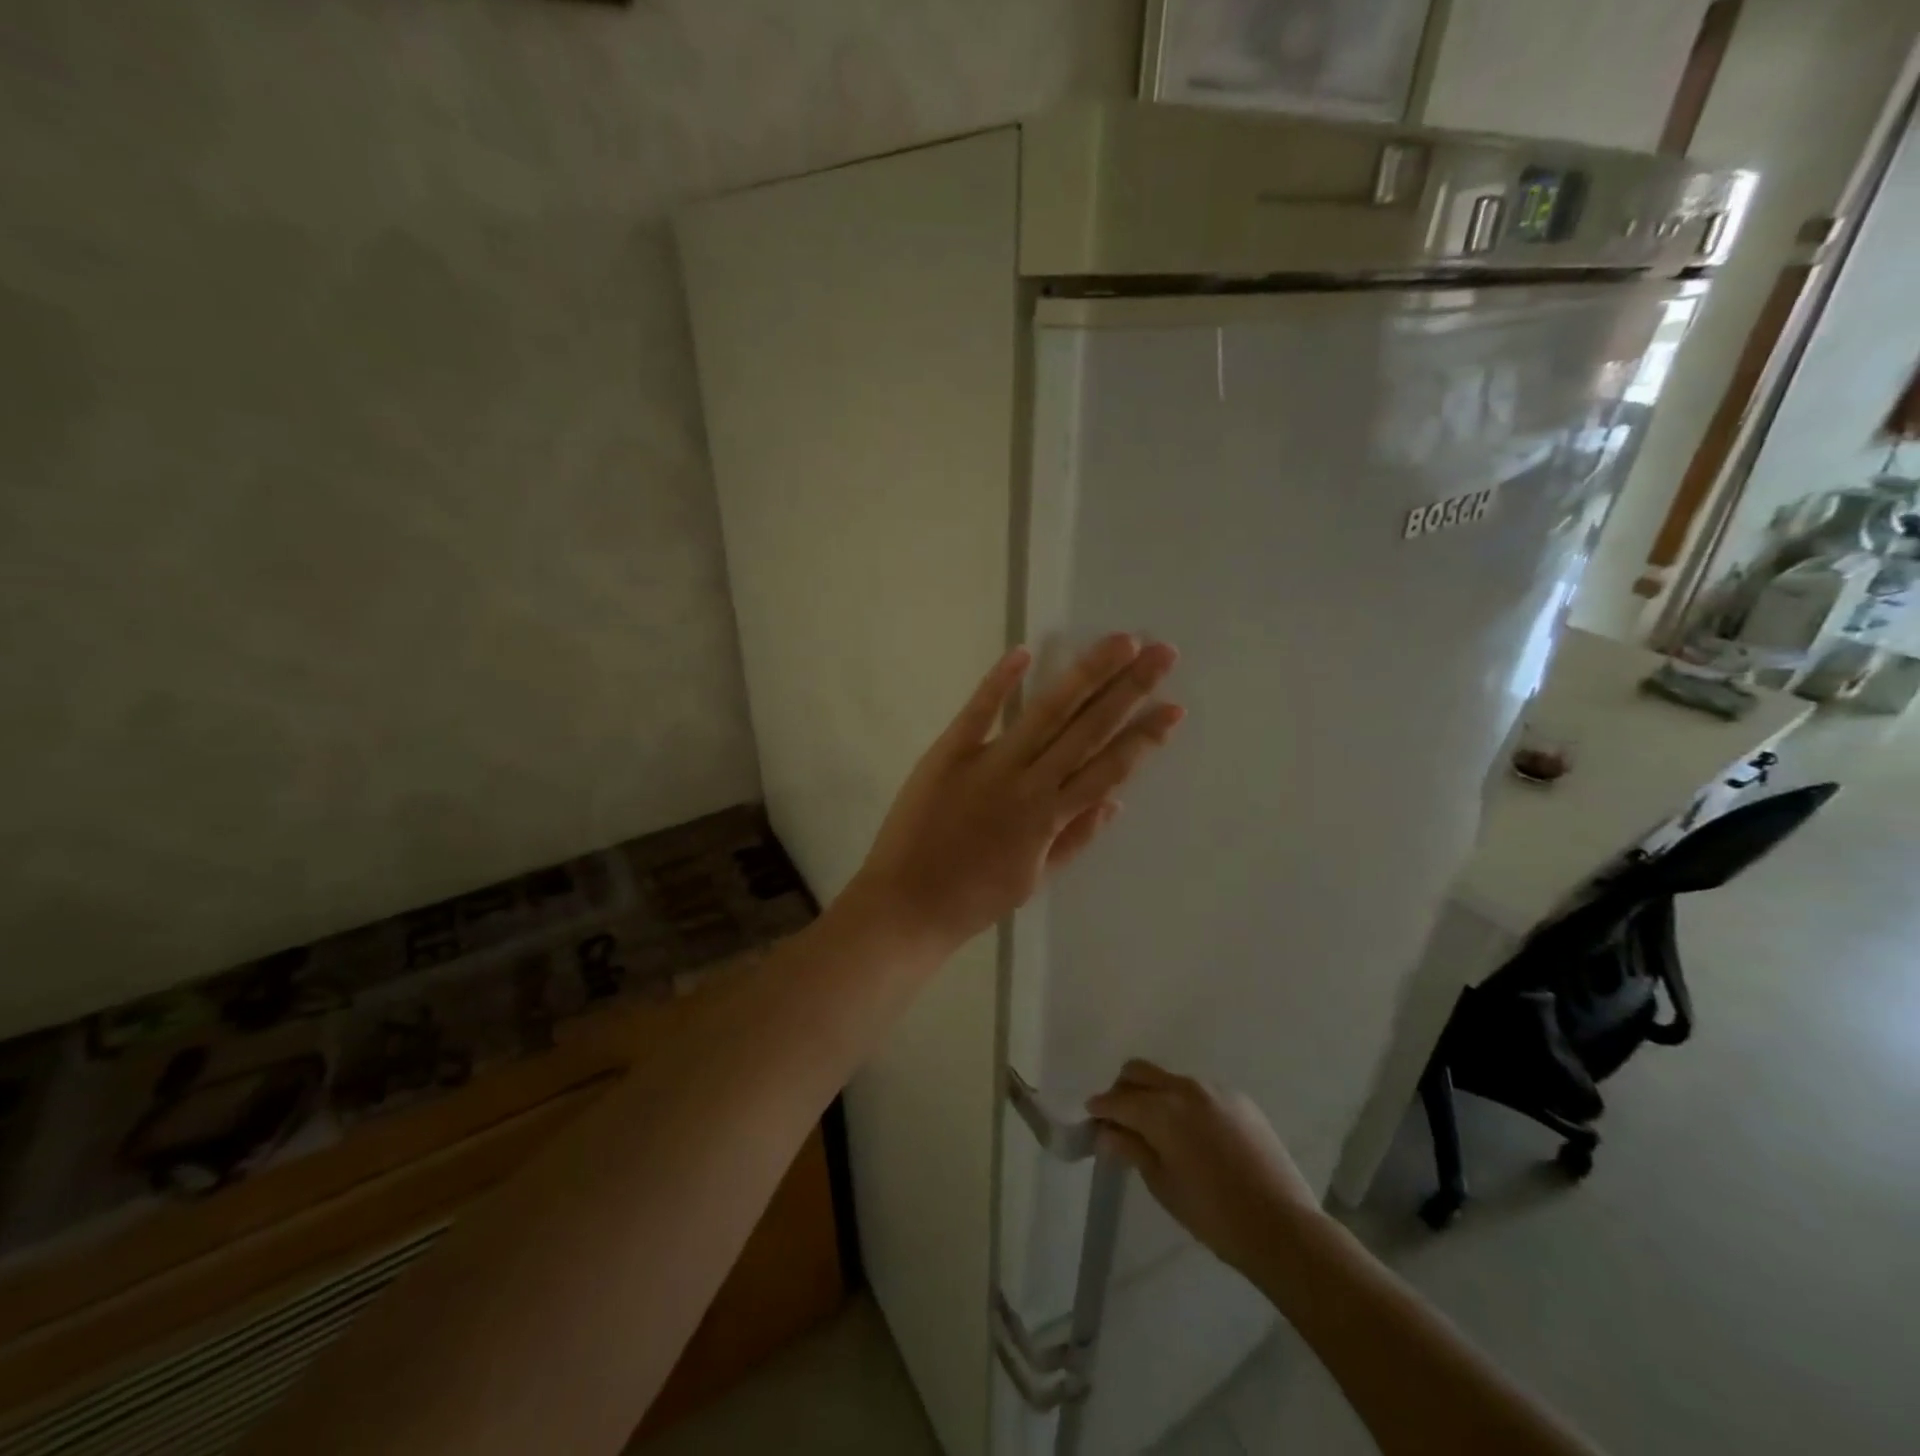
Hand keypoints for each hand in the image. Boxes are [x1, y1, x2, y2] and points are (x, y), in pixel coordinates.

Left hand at [843, 634, 1182, 956]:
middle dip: (1129, 690)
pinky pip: (978, 712)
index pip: (1108, 769)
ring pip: (1046, 713)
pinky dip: (1000, 682)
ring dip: (1086, 676)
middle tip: (1163, 653)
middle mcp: (1029, 785)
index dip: (1144, 737)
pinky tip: (1026, 651)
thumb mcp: (1033, 880)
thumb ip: (1075, 839)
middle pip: (1087, 729)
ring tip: (1120, 644)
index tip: (1174, 707)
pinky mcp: (948, 754)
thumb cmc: (972, 900)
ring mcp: (988, 765)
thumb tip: (1117, 802)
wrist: (906, 906)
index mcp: (1050, 819)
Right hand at [1089, 1060, 1320, 1276]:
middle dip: (1123, 1089)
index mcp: (1162, 1110)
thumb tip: (1106, 1132)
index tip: (1092, 1118)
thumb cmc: (1214, 1214)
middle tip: (1119, 1119)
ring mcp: (1216, 1090)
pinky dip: (1184, 1104)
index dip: (1100, 1108)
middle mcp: (1186, 1088)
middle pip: (1140, 1072)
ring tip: (1157, 1129)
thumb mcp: (1163, 1185)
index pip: (1118, 1099)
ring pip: (1170, 1080)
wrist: (1283, 1227)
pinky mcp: (1240, 1100)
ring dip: (1155, 1095)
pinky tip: (1193, 1135)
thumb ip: (1132, 1149)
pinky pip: (1200, 1092)